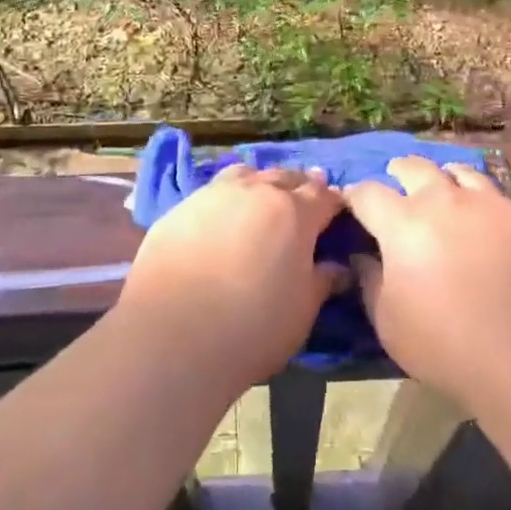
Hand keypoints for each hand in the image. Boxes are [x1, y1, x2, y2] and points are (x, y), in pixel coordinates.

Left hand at [119, 165, 343, 388]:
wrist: (173, 334)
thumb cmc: (252, 327)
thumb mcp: (302, 312)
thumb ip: (322, 282)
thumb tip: (337, 267)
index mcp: (294, 213)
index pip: (324, 196)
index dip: (334, 203)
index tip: (337, 214)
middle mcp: (256, 191)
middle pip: (285, 177)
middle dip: (299, 187)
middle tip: (303, 204)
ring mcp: (214, 194)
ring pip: (246, 175)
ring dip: (260, 184)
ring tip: (262, 200)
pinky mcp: (180, 208)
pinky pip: (212, 192)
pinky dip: (226, 199)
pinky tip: (221, 219)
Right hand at [345, 157, 510, 408]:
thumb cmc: (447, 346)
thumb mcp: (389, 323)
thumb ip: (370, 281)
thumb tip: (363, 255)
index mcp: (402, 222)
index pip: (367, 192)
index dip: (354, 196)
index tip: (351, 204)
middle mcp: (443, 200)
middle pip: (413, 166)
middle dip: (398, 172)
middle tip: (397, 185)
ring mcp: (488, 203)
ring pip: (458, 171)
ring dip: (443, 179)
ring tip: (444, 193)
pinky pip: (495, 194)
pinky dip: (480, 199)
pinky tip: (484, 220)